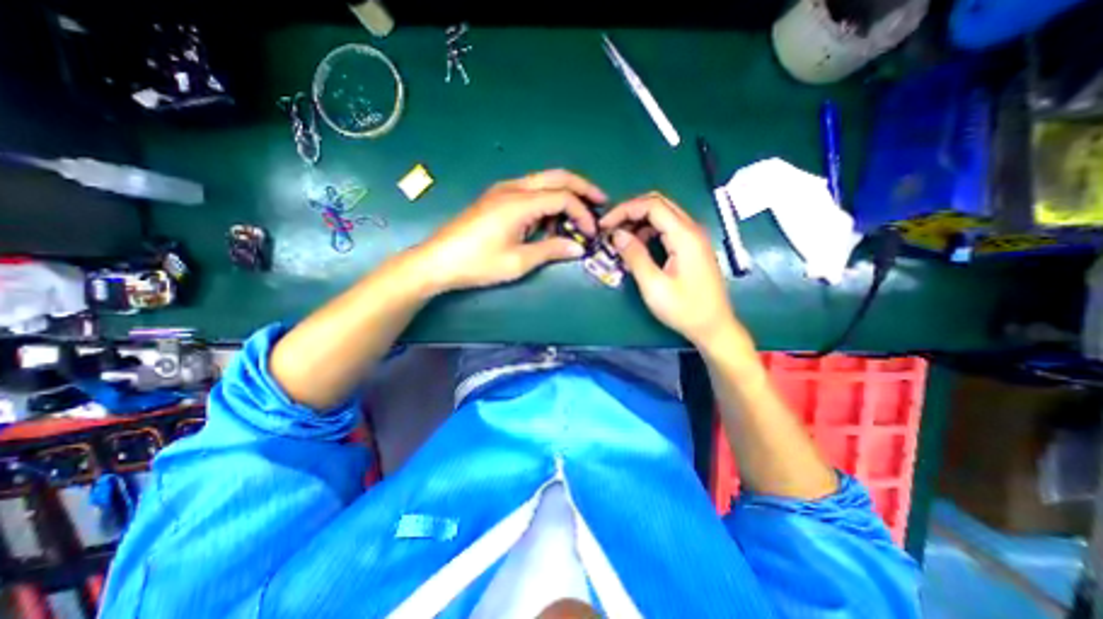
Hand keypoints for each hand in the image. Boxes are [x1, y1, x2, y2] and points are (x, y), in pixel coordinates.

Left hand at [415, 168, 602, 291]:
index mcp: (519, 202)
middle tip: (601, 201)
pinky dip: (547, 199)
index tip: (592, 233)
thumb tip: (578, 248)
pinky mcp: (497, 198)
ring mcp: (503, 190)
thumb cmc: (478, 263)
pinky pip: (530, 190)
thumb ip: (551, 250)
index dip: (582, 213)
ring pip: (544, 181)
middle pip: (556, 177)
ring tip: (579, 214)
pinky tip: (551, 218)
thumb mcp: (518, 261)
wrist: (438, 261)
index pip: (563, 197)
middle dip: (582, 187)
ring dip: (565, 193)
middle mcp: (513, 188)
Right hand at [600, 194, 743, 345]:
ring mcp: (694, 237)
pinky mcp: (692, 247)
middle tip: (610, 227)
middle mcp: (691, 229)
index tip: (604, 225)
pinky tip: (637, 246)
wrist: (713, 327)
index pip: (652, 205)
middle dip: (630, 211)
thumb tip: (617, 234)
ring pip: (663, 214)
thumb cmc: (684, 309)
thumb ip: (635, 256)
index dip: (624, 210)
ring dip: (639, 220)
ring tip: (619, 237)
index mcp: (684, 236)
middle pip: (658, 203)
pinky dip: (648, 231)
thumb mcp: (654, 285)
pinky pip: (667, 228)